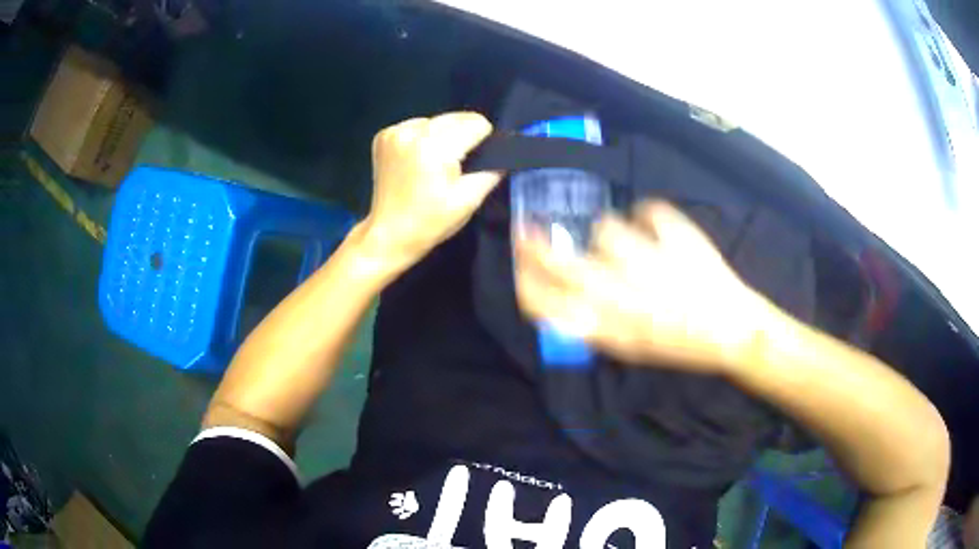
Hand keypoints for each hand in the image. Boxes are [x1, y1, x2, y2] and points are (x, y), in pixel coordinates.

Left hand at [361, 112, 501, 268]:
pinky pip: (417, 126)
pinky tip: (419, 160)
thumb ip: (492, 171)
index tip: (478, 161)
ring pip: (437, 120)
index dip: (484, 141)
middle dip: (463, 137)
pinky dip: (423, 138)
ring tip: (436, 164)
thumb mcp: (469, 200)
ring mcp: (394, 132)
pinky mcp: (384, 136)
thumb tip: (506, 153)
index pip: (475, 123)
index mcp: (433, 147)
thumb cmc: (430, 222)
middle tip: (456, 166)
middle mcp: (412, 132)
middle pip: (456, 117)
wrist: (389, 234)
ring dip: (443, 136)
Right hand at [514, 200, 772, 373]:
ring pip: (607, 229)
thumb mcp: (630, 348)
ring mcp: (653, 265)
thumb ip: (592, 327)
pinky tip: (655, 229)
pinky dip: (649, 216)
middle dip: (536, 246)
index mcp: (611, 328)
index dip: (525, 280)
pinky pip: (649, 212)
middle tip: (528, 232)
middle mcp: (626, 297)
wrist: (734, 332)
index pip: (548, 304)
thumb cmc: (681, 345)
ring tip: (629, 242)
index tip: (518, 263)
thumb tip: (559, 302)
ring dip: (612, 233)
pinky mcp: (679, 240)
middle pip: (564, 264)